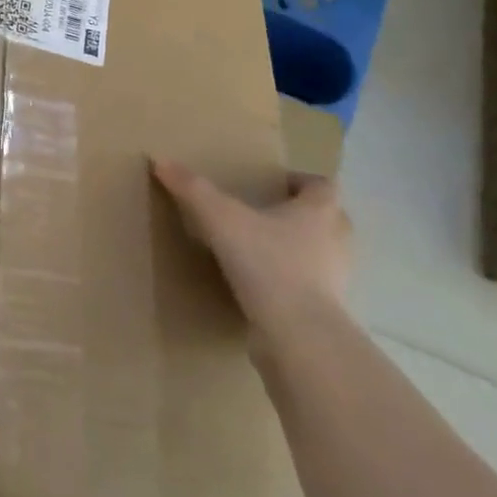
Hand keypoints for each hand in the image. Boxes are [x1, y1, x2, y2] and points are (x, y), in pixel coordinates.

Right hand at [151, 160, 350, 347]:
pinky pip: (311, 290)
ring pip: (322, 256)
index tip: (275, 184)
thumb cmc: (268, 264)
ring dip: (300, 251)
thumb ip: (193, 189)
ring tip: (263, 250)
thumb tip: (160, 160)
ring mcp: (335, 281)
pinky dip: (292, 285)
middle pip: (330, 220)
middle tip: (269, 214)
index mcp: (319, 213)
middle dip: (304, 215)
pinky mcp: (325, 314)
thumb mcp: (221, 219)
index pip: (323, 186)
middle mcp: (336, 242)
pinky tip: (262, 288)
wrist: (297, 336)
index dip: (302, 181)